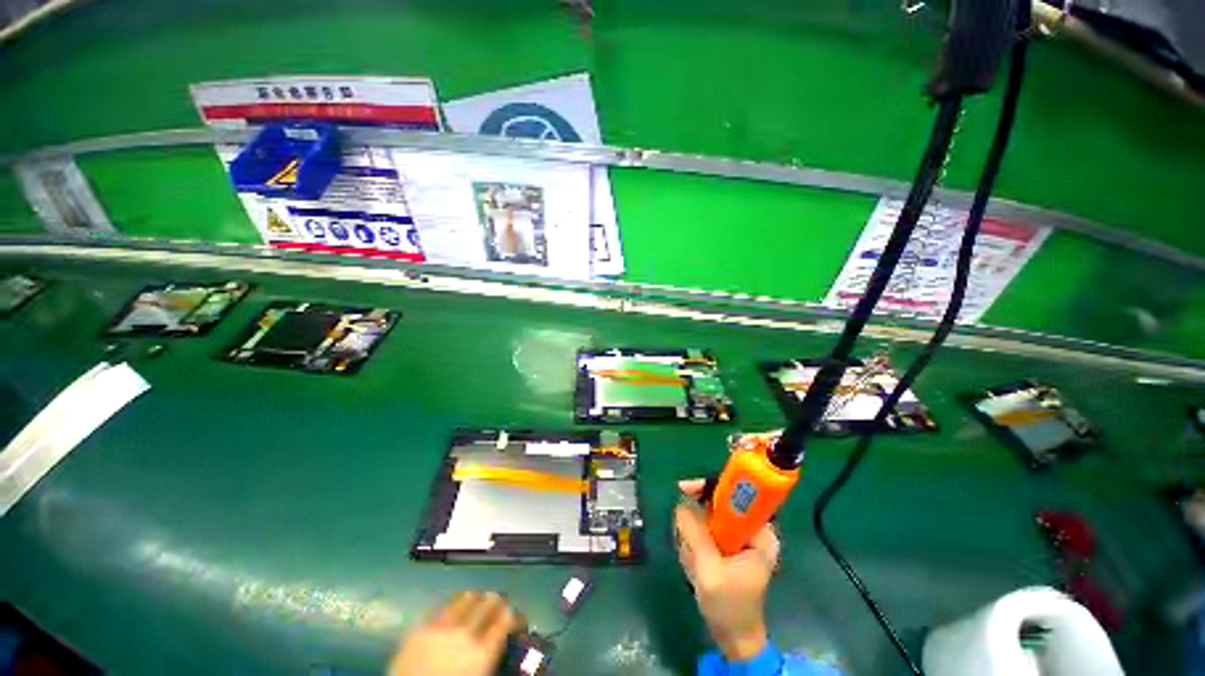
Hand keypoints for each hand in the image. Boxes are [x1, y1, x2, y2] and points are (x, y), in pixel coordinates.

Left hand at [389, 591, 524, 675]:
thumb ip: (492, 658)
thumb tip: (502, 644)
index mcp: (483, 653)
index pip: (508, 619)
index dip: (516, 617)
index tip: (518, 622)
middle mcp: (465, 633)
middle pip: (489, 602)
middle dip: (498, 603)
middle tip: (499, 610)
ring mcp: (440, 628)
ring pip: (467, 597)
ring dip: (475, 600)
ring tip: (477, 605)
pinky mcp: (419, 628)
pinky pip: (441, 606)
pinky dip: (452, 606)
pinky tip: (453, 612)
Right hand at [674, 478, 780, 660]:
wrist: (734, 638)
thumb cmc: (729, 607)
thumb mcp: (710, 570)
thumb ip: (695, 534)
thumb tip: (681, 504)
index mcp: (760, 533)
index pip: (736, 493)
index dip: (710, 486)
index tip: (685, 488)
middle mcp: (752, 529)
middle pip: (717, 503)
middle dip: (696, 522)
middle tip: (687, 544)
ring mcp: (739, 536)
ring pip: (706, 517)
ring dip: (693, 537)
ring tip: (694, 563)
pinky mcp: (728, 544)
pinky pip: (704, 529)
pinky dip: (693, 543)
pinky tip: (694, 565)